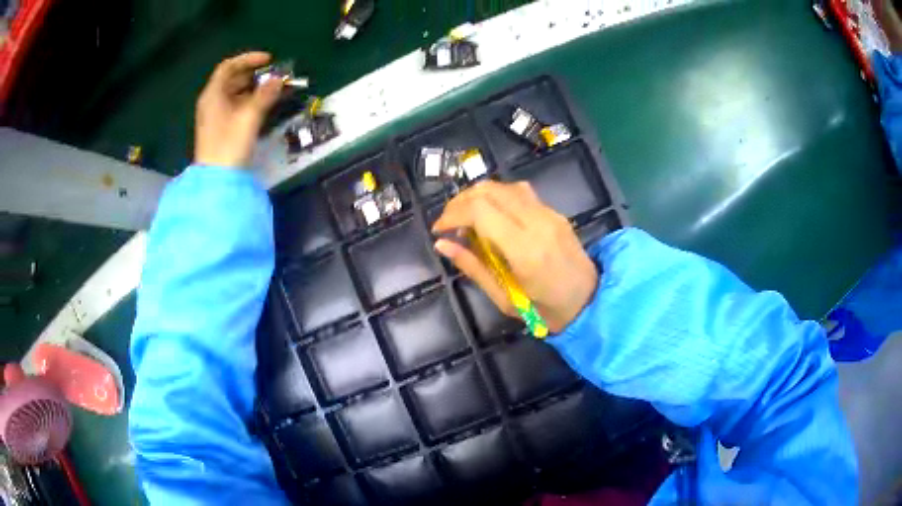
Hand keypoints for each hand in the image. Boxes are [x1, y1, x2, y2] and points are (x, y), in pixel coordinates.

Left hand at [194, 52, 282, 167]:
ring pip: (234, 93)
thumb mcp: (249, 116)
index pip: (228, 66)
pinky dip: (249, 101)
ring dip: (253, 88)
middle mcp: (211, 102)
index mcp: (213, 94)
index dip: (248, 59)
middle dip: (253, 74)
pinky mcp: (219, 128)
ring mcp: (214, 116)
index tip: (268, 60)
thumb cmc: (229, 144)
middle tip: (273, 75)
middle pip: (231, 79)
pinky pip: (235, 106)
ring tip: (272, 89)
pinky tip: (263, 105)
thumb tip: (278, 80)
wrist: (216, 180)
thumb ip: (264, 95)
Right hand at [432, 181, 597, 333]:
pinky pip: (519, 192)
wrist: (589, 301)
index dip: (452, 214)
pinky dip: (496, 197)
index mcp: (525, 250)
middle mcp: (538, 222)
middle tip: (448, 223)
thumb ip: (473, 267)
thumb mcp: (504, 298)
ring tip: (465, 218)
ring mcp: (549, 213)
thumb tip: (442, 245)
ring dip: (477, 196)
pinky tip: (490, 216)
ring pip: (504, 186)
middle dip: (460, 201)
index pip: (480, 210)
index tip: (439, 230)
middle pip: (489, 191)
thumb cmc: (546, 310)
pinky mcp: (554, 211)